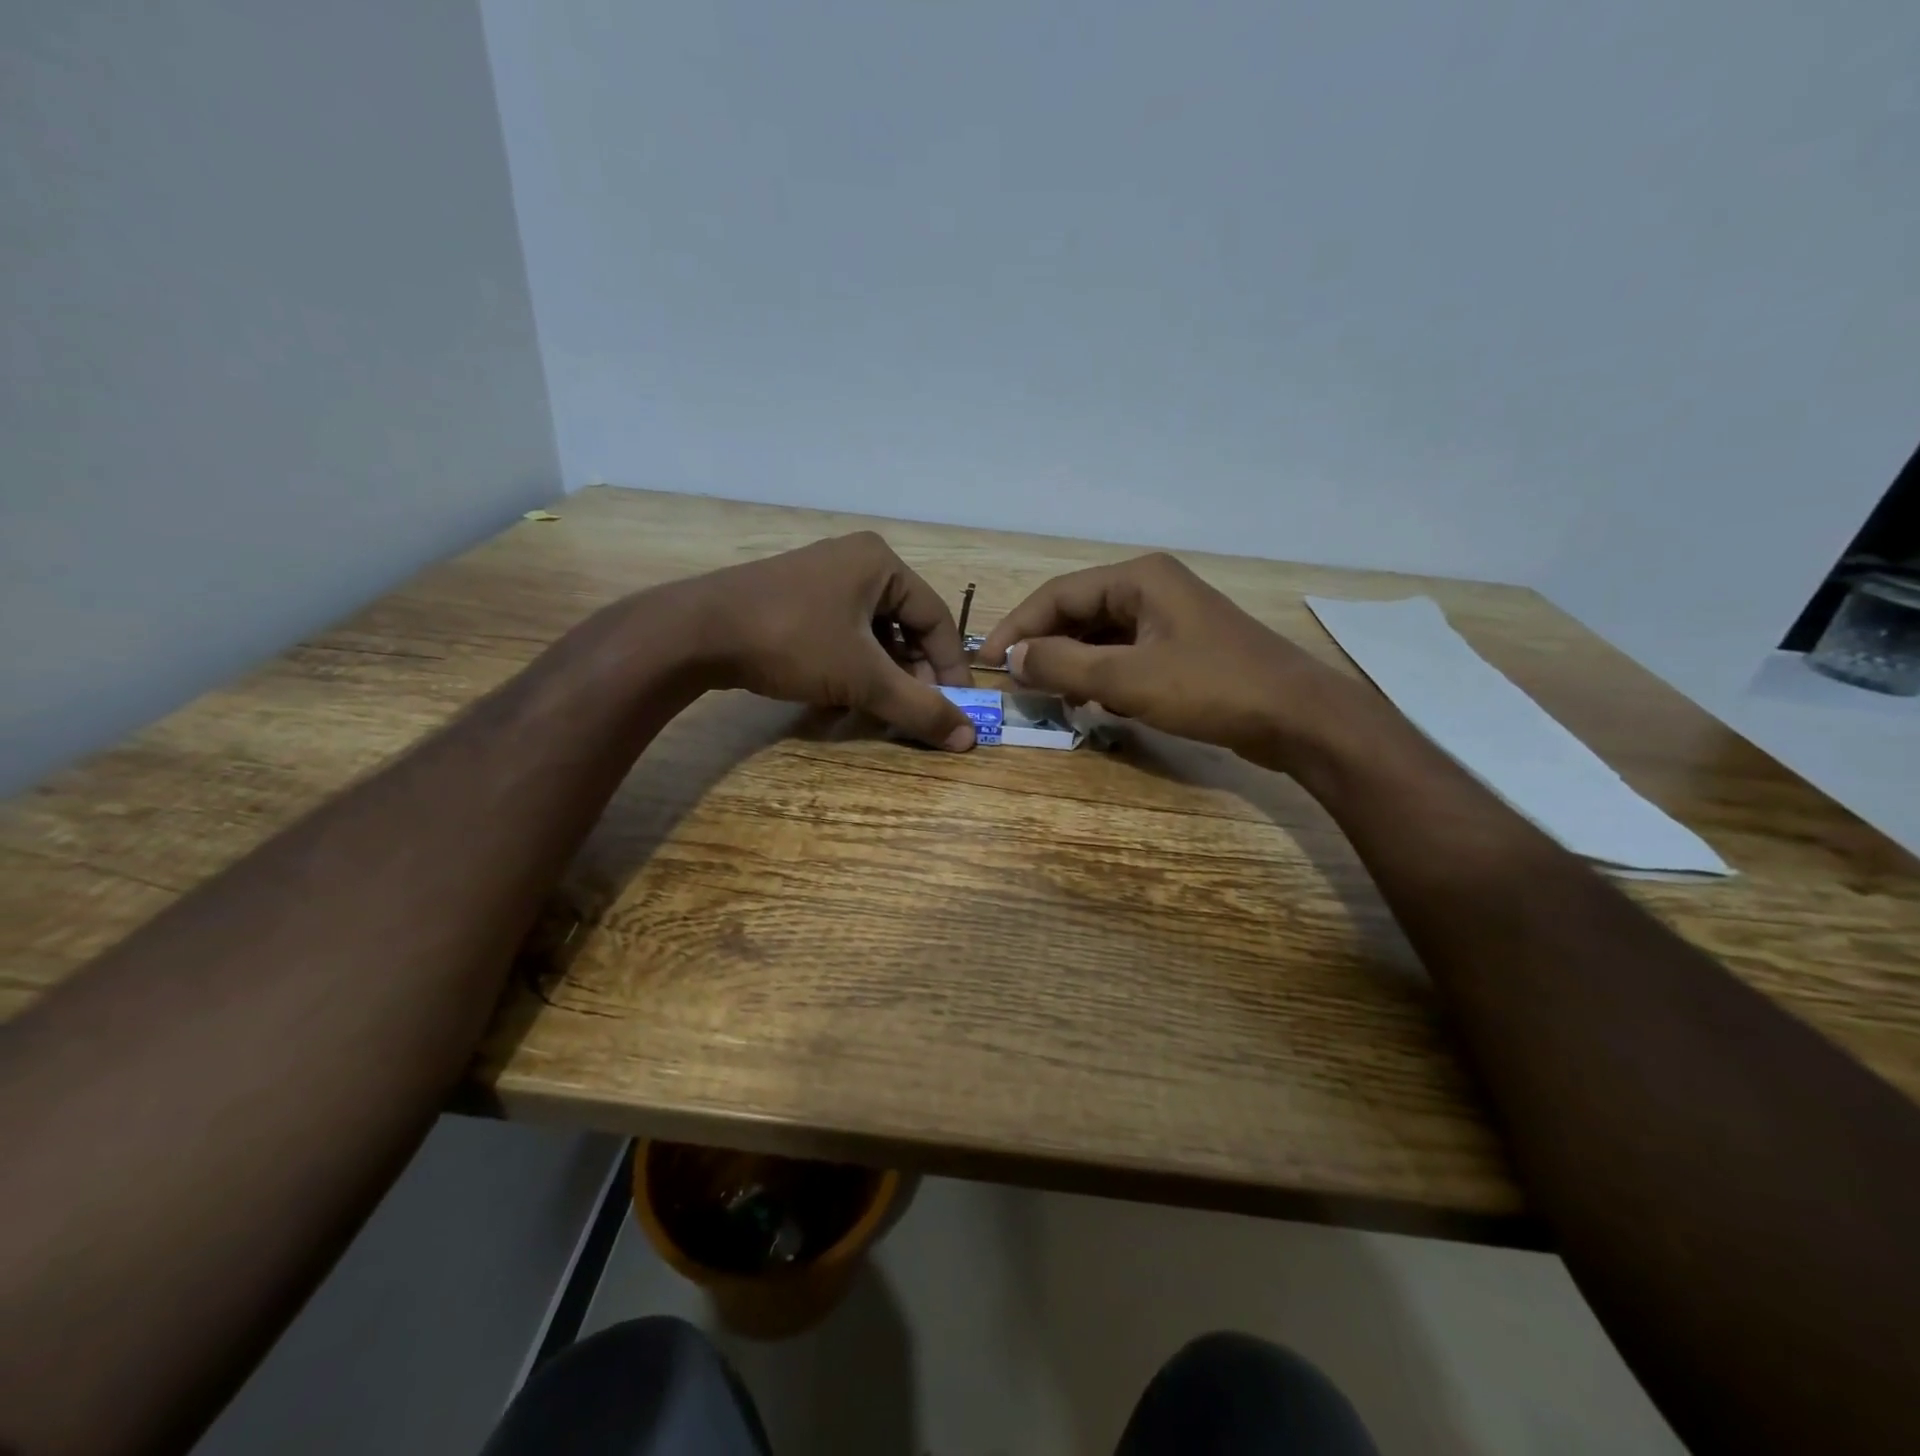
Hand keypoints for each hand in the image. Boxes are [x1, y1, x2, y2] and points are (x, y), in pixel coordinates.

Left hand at [678, 532, 977, 749]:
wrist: (696, 632)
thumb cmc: (792, 642)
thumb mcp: (864, 678)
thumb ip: (918, 707)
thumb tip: (969, 740)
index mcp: (881, 563)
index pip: (936, 619)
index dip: (950, 667)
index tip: (956, 708)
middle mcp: (855, 561)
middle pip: (905, 626)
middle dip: (912, 674)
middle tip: (915, 712)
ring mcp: (821, 578)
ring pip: (872, 634)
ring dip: (882, 675)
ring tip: (881, 710)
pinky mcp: (794, 599)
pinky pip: (841, 634)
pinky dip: (851, 667)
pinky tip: (844, 699)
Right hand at [978, 553, 1369, 768]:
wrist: (1299, 718)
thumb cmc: (1211, 689)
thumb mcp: (1127, 679)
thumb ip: (1062, 665)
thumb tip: (1012, 657)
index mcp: (1138, 578)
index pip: (1058, 595)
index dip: (1018, 628)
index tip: (987, 663)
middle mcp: (1151, 588)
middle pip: (1078, 613)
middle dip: (1044, 648)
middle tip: (1015, 684)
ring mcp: (1170, 619)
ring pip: (1100, 637)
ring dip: (1071, 664)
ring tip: (1047, 697)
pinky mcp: (1182, 649)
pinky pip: (1125, 655)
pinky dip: (1101, 676)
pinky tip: (1091, 702)